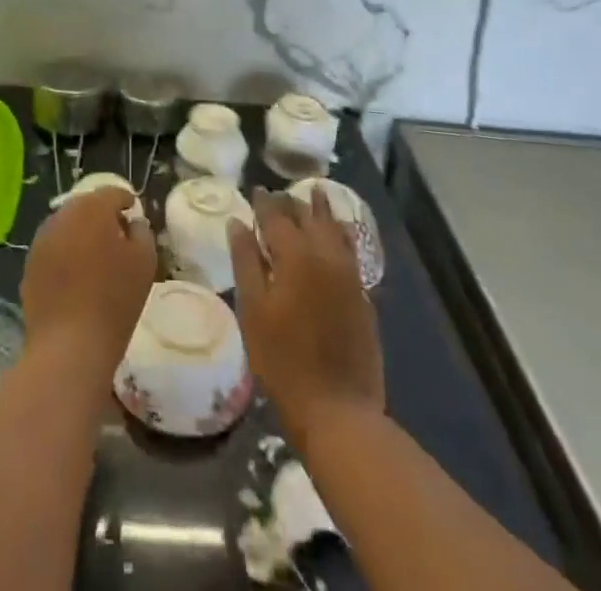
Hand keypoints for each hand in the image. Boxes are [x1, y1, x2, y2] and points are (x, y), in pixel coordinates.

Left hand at [21, 188, 156, 381]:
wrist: (68, 345)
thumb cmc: (114, 301)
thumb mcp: (144, 263)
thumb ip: (142, 232)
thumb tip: (133, 223)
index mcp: (92, 209)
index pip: (112, 193)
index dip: (125, 200)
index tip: (133, 213)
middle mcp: (63, 215)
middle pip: (86, 206)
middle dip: (102, 215)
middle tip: (117, 236)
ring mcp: (42, 239)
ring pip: (67, 225)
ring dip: (81, 233)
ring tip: (96, 257)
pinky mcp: (30, 263)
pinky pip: (53, 247)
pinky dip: (66, 253)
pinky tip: (76, 276)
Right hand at [228, 185, 383, 444]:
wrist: (338, 410)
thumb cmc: (283, 361)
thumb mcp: (253, 310)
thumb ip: (245, 261)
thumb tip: (238, 222)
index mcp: (295, 255)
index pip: (276, 216)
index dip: (264, 201)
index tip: (255, 190)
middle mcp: (325, 256)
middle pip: (308, 216)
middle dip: (292, 202)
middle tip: (278, 194)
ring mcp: (349, 275)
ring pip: (335, 228)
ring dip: (322, 210)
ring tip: (315, 193)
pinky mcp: (362, 295)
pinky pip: (351, 249)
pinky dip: (341, 232)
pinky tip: (338, 231)